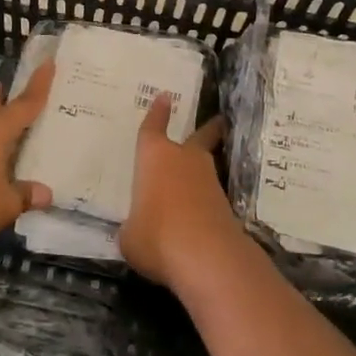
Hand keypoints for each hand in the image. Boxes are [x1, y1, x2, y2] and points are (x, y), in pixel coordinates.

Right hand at [119, 92, 243, 285]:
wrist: (208, 258)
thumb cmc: (156, 236)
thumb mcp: (130, 236)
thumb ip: (133, 226)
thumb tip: (140, 230)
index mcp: (154, 157)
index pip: (152, 129)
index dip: (157, 113)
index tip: (165, 97)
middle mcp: (184, 161)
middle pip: (197, 138)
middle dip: (206, 130)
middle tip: (217, 121)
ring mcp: (209, 182)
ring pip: (205, 168)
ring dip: (201, 170)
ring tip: (193, 178)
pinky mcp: (225, 207)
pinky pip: (209, 197)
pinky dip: (203, 201)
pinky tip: (194, 216)